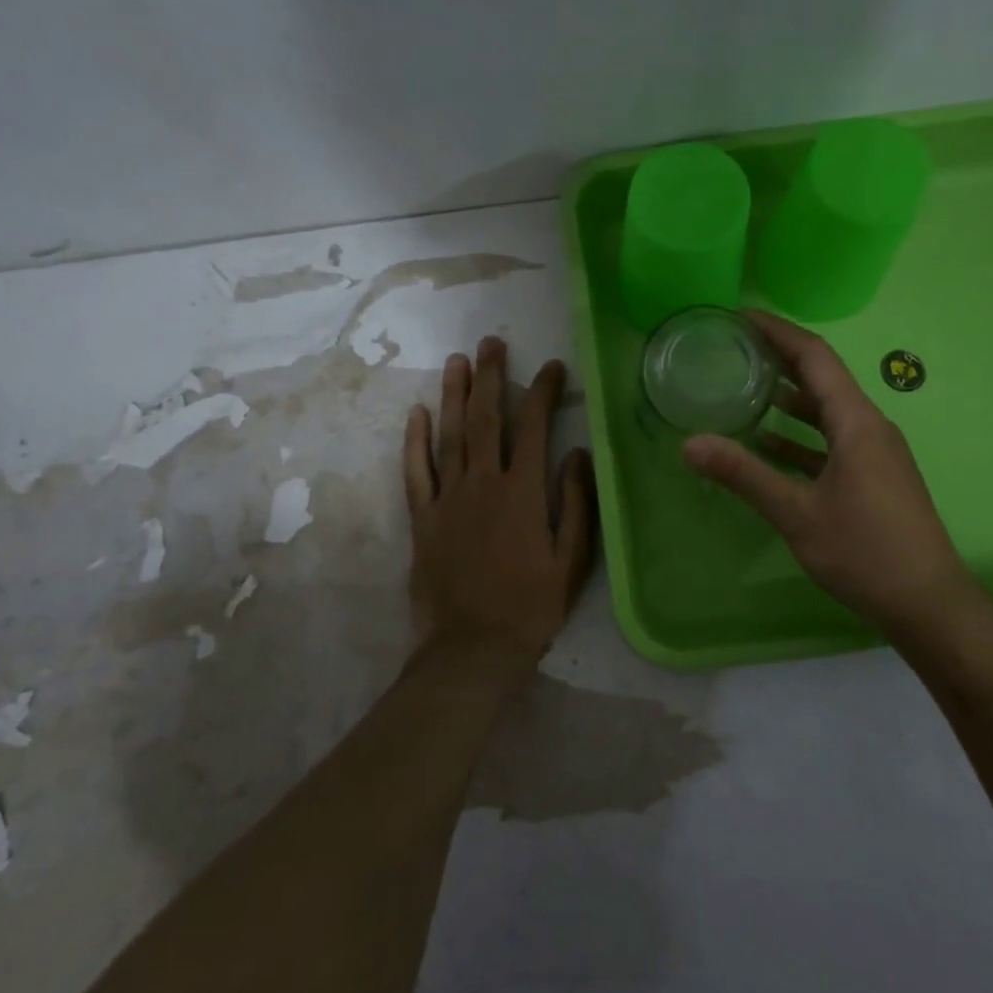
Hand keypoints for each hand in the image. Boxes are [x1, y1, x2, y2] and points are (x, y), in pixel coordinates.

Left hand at [402, 337, 595, 661]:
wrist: (472, 650)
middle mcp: (482, 485)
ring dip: (454, 395)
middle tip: (492, 343)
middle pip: (485, 419)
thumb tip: (577, 453)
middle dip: (490, 377)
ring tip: (458, 361)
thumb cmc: (530, 607)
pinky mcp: (422, 519)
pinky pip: (415, 472)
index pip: (534, 428)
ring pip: (449, 435)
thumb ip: (575, 503)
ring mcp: (447, 500)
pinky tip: (418, 413)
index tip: (552, 367)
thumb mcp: (571, 560)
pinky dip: (415, 441)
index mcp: (523, 493)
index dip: (543, 392)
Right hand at [683, 310, 978, 632]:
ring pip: (826, 411)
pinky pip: (832, 440)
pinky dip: (800, 436)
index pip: (815, 357)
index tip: (741, 316)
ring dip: (788, 397)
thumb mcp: (797, 513)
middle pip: (822, 377)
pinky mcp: (874, 476)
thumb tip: (689, 444)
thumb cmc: (865, 552)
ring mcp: (875, 453)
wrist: (929, 604)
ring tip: (744, 387)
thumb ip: (743, 474)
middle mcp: (869, 426)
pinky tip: (768, 444)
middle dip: (779, 358)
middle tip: (734, 347)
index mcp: (856, 422)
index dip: (778, 331)